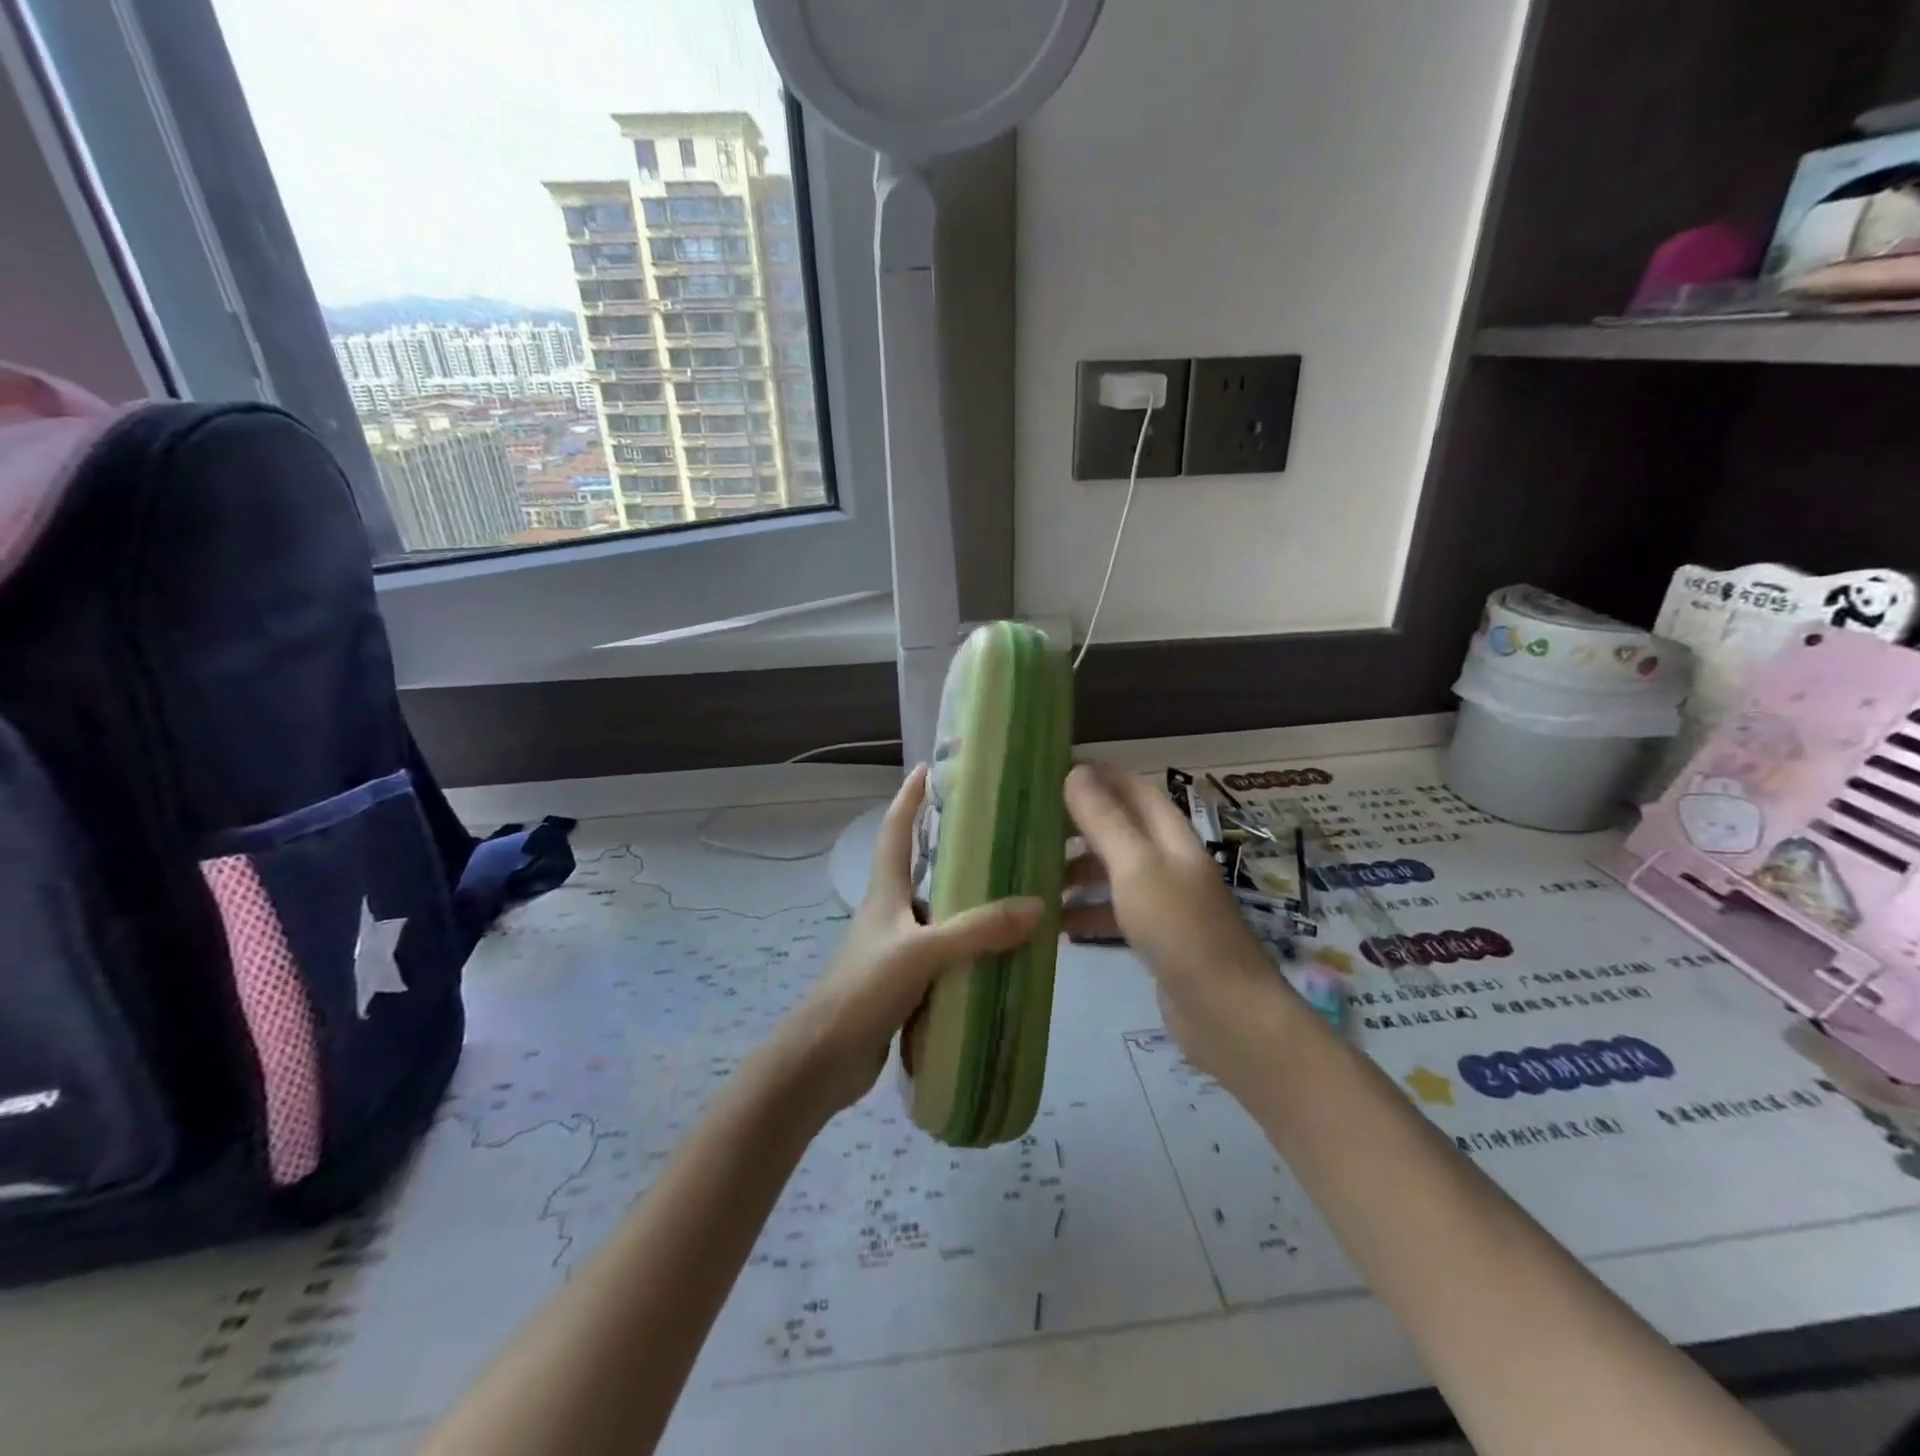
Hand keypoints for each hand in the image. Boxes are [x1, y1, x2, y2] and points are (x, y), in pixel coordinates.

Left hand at [770, 765, 1044, 1117]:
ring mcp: (894, 951)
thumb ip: (977, 931)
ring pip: (937, 918)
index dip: (909, 799)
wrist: (824, 1060)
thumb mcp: (922, 953)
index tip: (927, 768)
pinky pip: (943, 959)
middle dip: (951, 851)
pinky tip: (998, 959)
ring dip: (966, 907)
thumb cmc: (864, 991)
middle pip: (920, 871)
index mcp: (884, 894)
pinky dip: (968, 953)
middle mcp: (889, 915)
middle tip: (996, 837)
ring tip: (1012, 897)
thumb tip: (1036, 906)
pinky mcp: (903, 986)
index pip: (895, 832)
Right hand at [1063, 762, 1297, 1089]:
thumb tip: (1076, 771)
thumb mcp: (1136, 867)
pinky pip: (1113, 911)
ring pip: (1111, 871)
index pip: (1132, 787)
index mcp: (1170, 835)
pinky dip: (1086, 912)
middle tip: (1031, 830)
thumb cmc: (1180, 929)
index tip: (1050, 774)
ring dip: (1076, 872)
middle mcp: (1168, 860)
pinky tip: (1056, 926)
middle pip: (1118, 828)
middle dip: (1077, 825)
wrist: (1226, 1014)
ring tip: (1035, 881)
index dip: (1097, 775)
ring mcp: (1163, 900)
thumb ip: (1105, 820)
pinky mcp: (1155, 936)